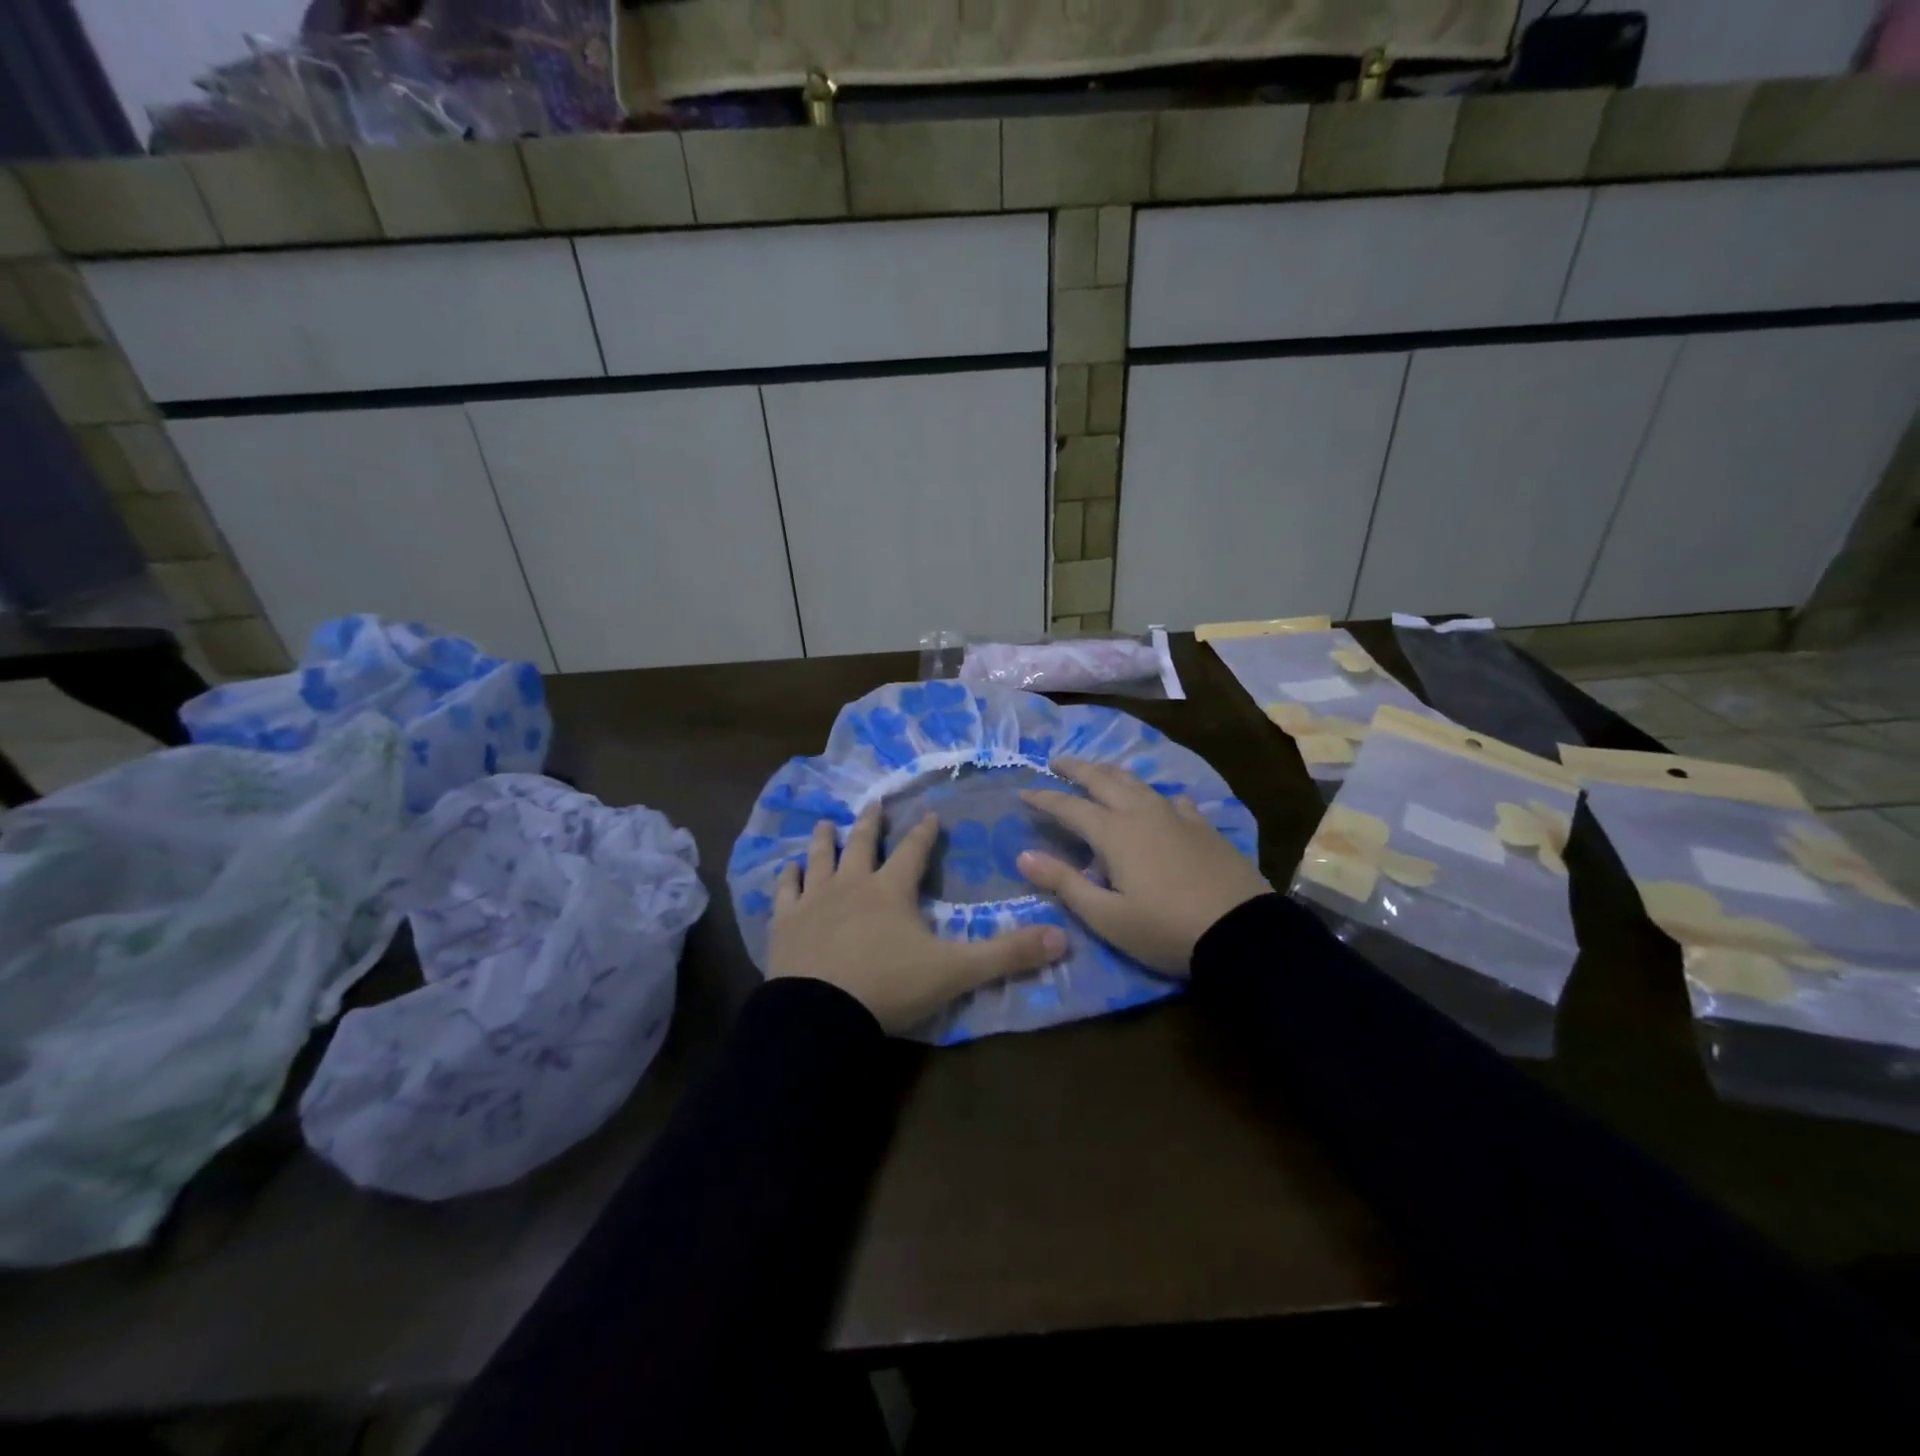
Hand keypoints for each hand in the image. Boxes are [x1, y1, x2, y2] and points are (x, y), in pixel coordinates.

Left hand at [769, 805, 1067, 1033]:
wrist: (821, 1013)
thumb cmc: (889, 986)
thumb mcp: (956, 971)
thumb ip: (1008, 954)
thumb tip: (1063, 937)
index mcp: (892, 890)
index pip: (913, 851)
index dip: (924, 833)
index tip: (930, 815)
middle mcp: (853, 884)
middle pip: (863, 844)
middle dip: (871, 822)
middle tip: (874, 801)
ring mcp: (814, 900)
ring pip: (821, 859)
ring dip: (826, 840)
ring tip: (826, 823)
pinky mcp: (785, 923)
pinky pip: (785, 891)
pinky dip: (788, 877)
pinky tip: (788, 868)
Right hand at [1016, 758, 1268, 974]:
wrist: (1241, 933)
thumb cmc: (1165, 929)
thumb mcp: (1106, 916)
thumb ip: (1064, 883)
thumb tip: (1023, 856)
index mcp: (1114, 833)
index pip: (1069, 806)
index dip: (1044, 798)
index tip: (1023, 791)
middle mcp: (1142, 813)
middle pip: (1104, 780)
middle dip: (1077, 768)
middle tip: (1057, 762)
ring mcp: (1177, 816)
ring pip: (1137, 782)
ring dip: (1112, 773)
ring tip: (1099, 771)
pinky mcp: (1203, 827)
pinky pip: (1173, 800)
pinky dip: (1155, 795)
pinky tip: (1160, 802)